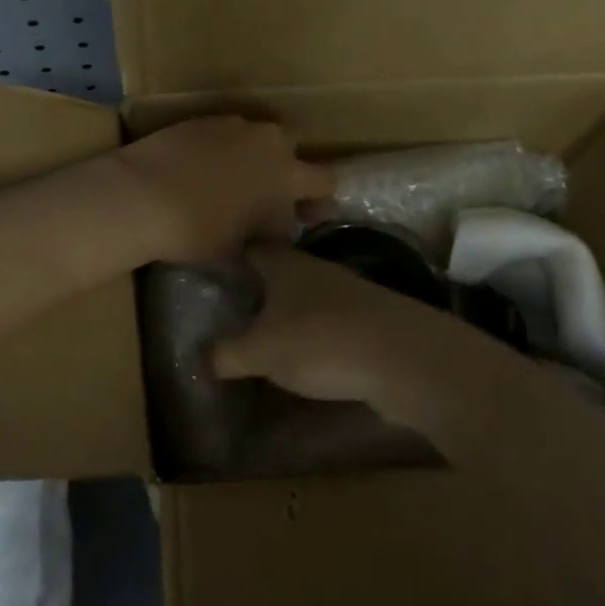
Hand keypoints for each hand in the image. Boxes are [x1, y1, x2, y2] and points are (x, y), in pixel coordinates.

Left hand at [113, 117, 333, 262]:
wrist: (140, 195)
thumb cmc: (197, 229)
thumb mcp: (237, 251)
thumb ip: (264, 245)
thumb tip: (268, 247)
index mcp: (286, 173)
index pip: (325, 180)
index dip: (319, 200)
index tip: (305, 215)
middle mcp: (267, 140)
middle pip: (290, 150)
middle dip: (284, 171)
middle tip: (265, 197)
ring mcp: (233, 124)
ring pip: (256, 137)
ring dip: (252, 156)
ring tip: (229, 181)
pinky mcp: (201, 118)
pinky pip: (225, 132)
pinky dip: (221, 148)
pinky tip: (201, 168)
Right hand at [213, 243, 458, 406]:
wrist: (404, 358)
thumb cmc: (319, 341)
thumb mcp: (260, 351)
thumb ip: (226, 354)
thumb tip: (200, 357)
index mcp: (286, 264)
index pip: (253, 247)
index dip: (234, 255)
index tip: (216, 270)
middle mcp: (318, 270)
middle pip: (283, 270)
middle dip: (262, 287)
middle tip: (236, 310)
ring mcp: (350, 294)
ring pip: (310, 297)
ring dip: (292, 313)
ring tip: (268, 338)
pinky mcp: (373, 322)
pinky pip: (334, 323)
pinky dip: (318, 336)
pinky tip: (309, 359)